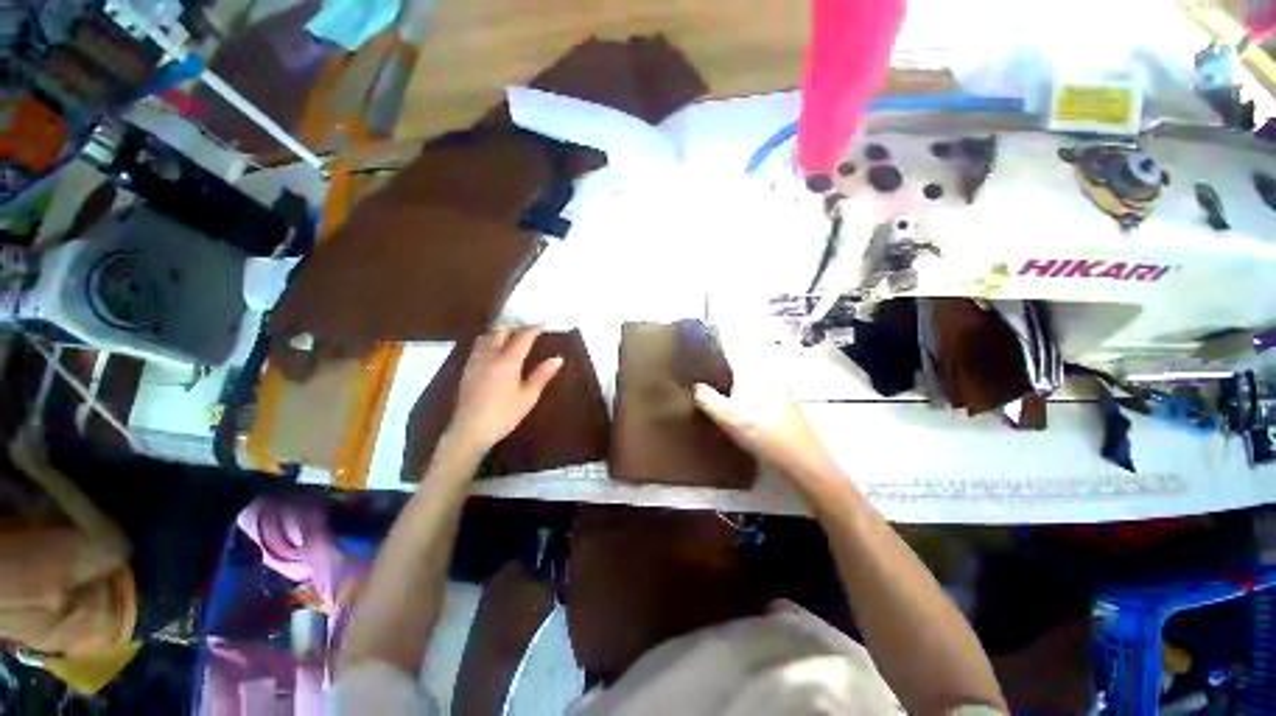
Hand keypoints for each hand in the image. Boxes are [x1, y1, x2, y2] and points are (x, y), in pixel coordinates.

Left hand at [447, 329, 562, 453]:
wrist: (470, 430)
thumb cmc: (504, 414)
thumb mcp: (528, 396)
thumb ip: (542, 375)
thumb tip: (558, 359)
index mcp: (507, 360)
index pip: (522, 337)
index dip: (533, 329)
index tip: (542, 324)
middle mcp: (489, 355)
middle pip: (501, 331)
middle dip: (514, 326)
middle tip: (527, 328)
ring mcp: (475, 361)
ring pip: (486, 337)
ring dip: (500, 332)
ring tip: (511, 335)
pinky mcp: (467, 369)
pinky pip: (479, 346)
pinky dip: (489, 341)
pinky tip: (494, 351)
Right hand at [692, 320, 841, 490]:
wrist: (799, 457)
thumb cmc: (760, 431)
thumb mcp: (726, 415)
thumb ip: (706, 397)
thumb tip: (695, 386)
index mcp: (751, 370)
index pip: (730, 347)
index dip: (715, 341)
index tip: (698, 340)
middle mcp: (765, 372)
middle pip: (739, 360)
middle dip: (722, 362)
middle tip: (702, 370)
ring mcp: (776, 386)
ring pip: (748, 375)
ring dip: (732, 377)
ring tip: (714, 387)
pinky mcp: (781, 401)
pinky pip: (755, 387)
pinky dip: (743, 390)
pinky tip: (736, 405)